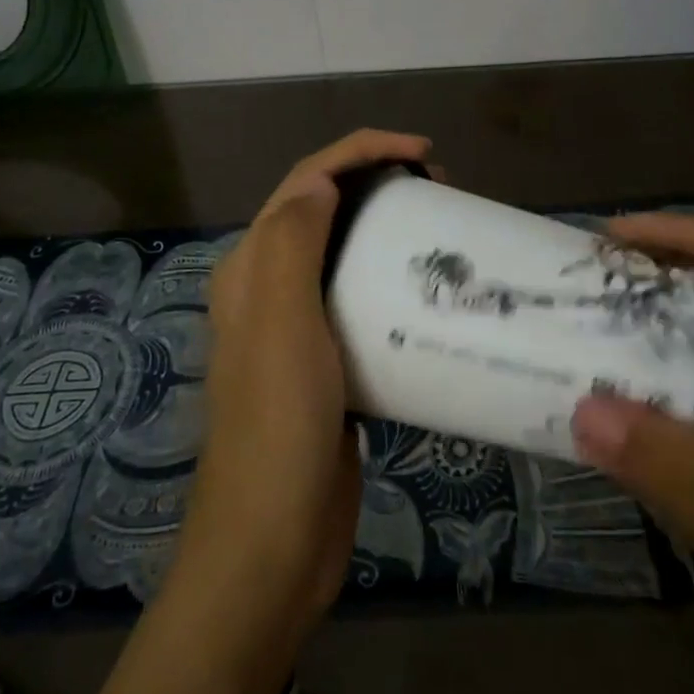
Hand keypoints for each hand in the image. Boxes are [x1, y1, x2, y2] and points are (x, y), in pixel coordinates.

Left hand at [179, 129, 433, 629]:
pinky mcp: (328, 363)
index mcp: (252, 266)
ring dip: (387, 228)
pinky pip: (362, 301)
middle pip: (325, 208)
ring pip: (345, 252)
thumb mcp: (281, 323)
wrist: (272, 543)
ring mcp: (298, 327)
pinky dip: (392, 281)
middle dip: (377, 181)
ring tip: (441, 228)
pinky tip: (429, 293)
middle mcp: (269, 287)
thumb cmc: (278, 426)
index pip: (306, 180)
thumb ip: (292, 242)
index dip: (361, 151)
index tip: (423, 153)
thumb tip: (321, 182)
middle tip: (440, 189)